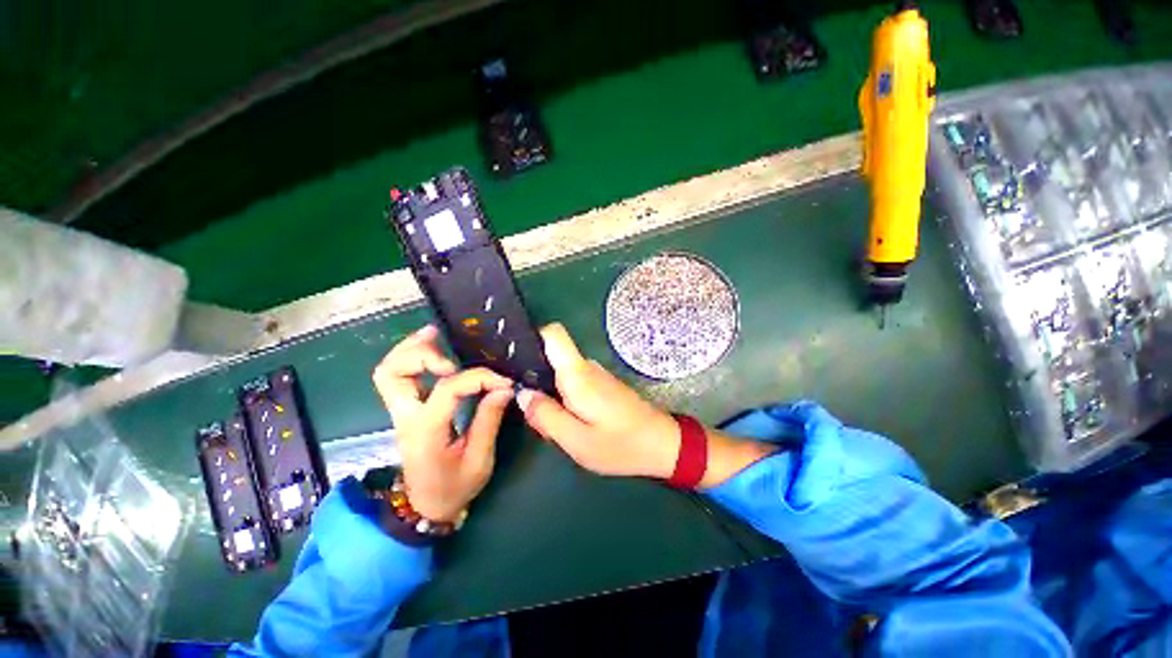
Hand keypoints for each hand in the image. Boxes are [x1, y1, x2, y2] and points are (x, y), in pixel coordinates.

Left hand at [372, 325, 513, 521]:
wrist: (426, 508)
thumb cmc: (454, 488)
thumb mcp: (479, 460)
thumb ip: (489, 421)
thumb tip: (504, 389)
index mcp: (425, 431)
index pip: (447, 389)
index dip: (479, 378)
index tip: (502, 382)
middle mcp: (406, 417)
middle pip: (391, 373)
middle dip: (420, 353)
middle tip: (448, 346)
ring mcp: (401, 413)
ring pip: (389, 371)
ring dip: (410, 349)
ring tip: (436, 335)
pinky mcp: (407, 410)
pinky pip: (399, 377)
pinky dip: (413, 358)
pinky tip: (435, 350)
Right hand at [519, 323, 778, 486]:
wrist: (662, 444)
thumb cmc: (621, 444)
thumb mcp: (577, 440)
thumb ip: (546, 416)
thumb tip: (523, 394)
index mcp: (578, 374)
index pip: (554, 334)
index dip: (532, 337)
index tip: (516, 359)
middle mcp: (586, 367)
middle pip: (551, 357)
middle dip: (536, 381)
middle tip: (533, 412)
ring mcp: (596, 375)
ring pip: (560, 374)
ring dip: (550, 394)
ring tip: (551, 424)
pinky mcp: (602, 385)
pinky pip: (573, 383)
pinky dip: (564, 399)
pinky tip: (568, 423)